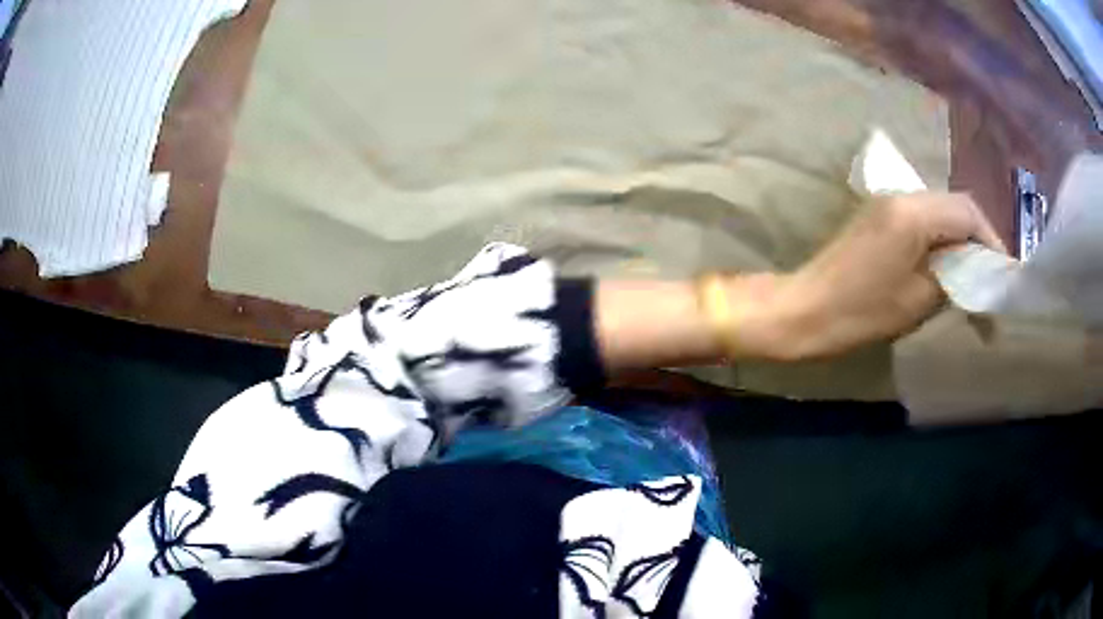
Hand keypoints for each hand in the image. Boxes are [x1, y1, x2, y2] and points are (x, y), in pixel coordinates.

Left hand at [748, 192, 1005, 360]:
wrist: (805, 310)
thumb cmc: (861, 312)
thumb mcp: (919, 299)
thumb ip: (955, 277)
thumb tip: (978, 273)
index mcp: (914, 211)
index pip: (968, 213)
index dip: (992, 242)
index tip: (1003, 275)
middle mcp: (902, 195)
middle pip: (956, 207)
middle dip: (979, 240)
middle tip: (992, 278)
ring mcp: (887, 202)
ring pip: (941, 212)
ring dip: (961, 240)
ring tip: (975, 276)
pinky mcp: (879, 216)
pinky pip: (923, 220)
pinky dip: (942, 240)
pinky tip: (948, 266)